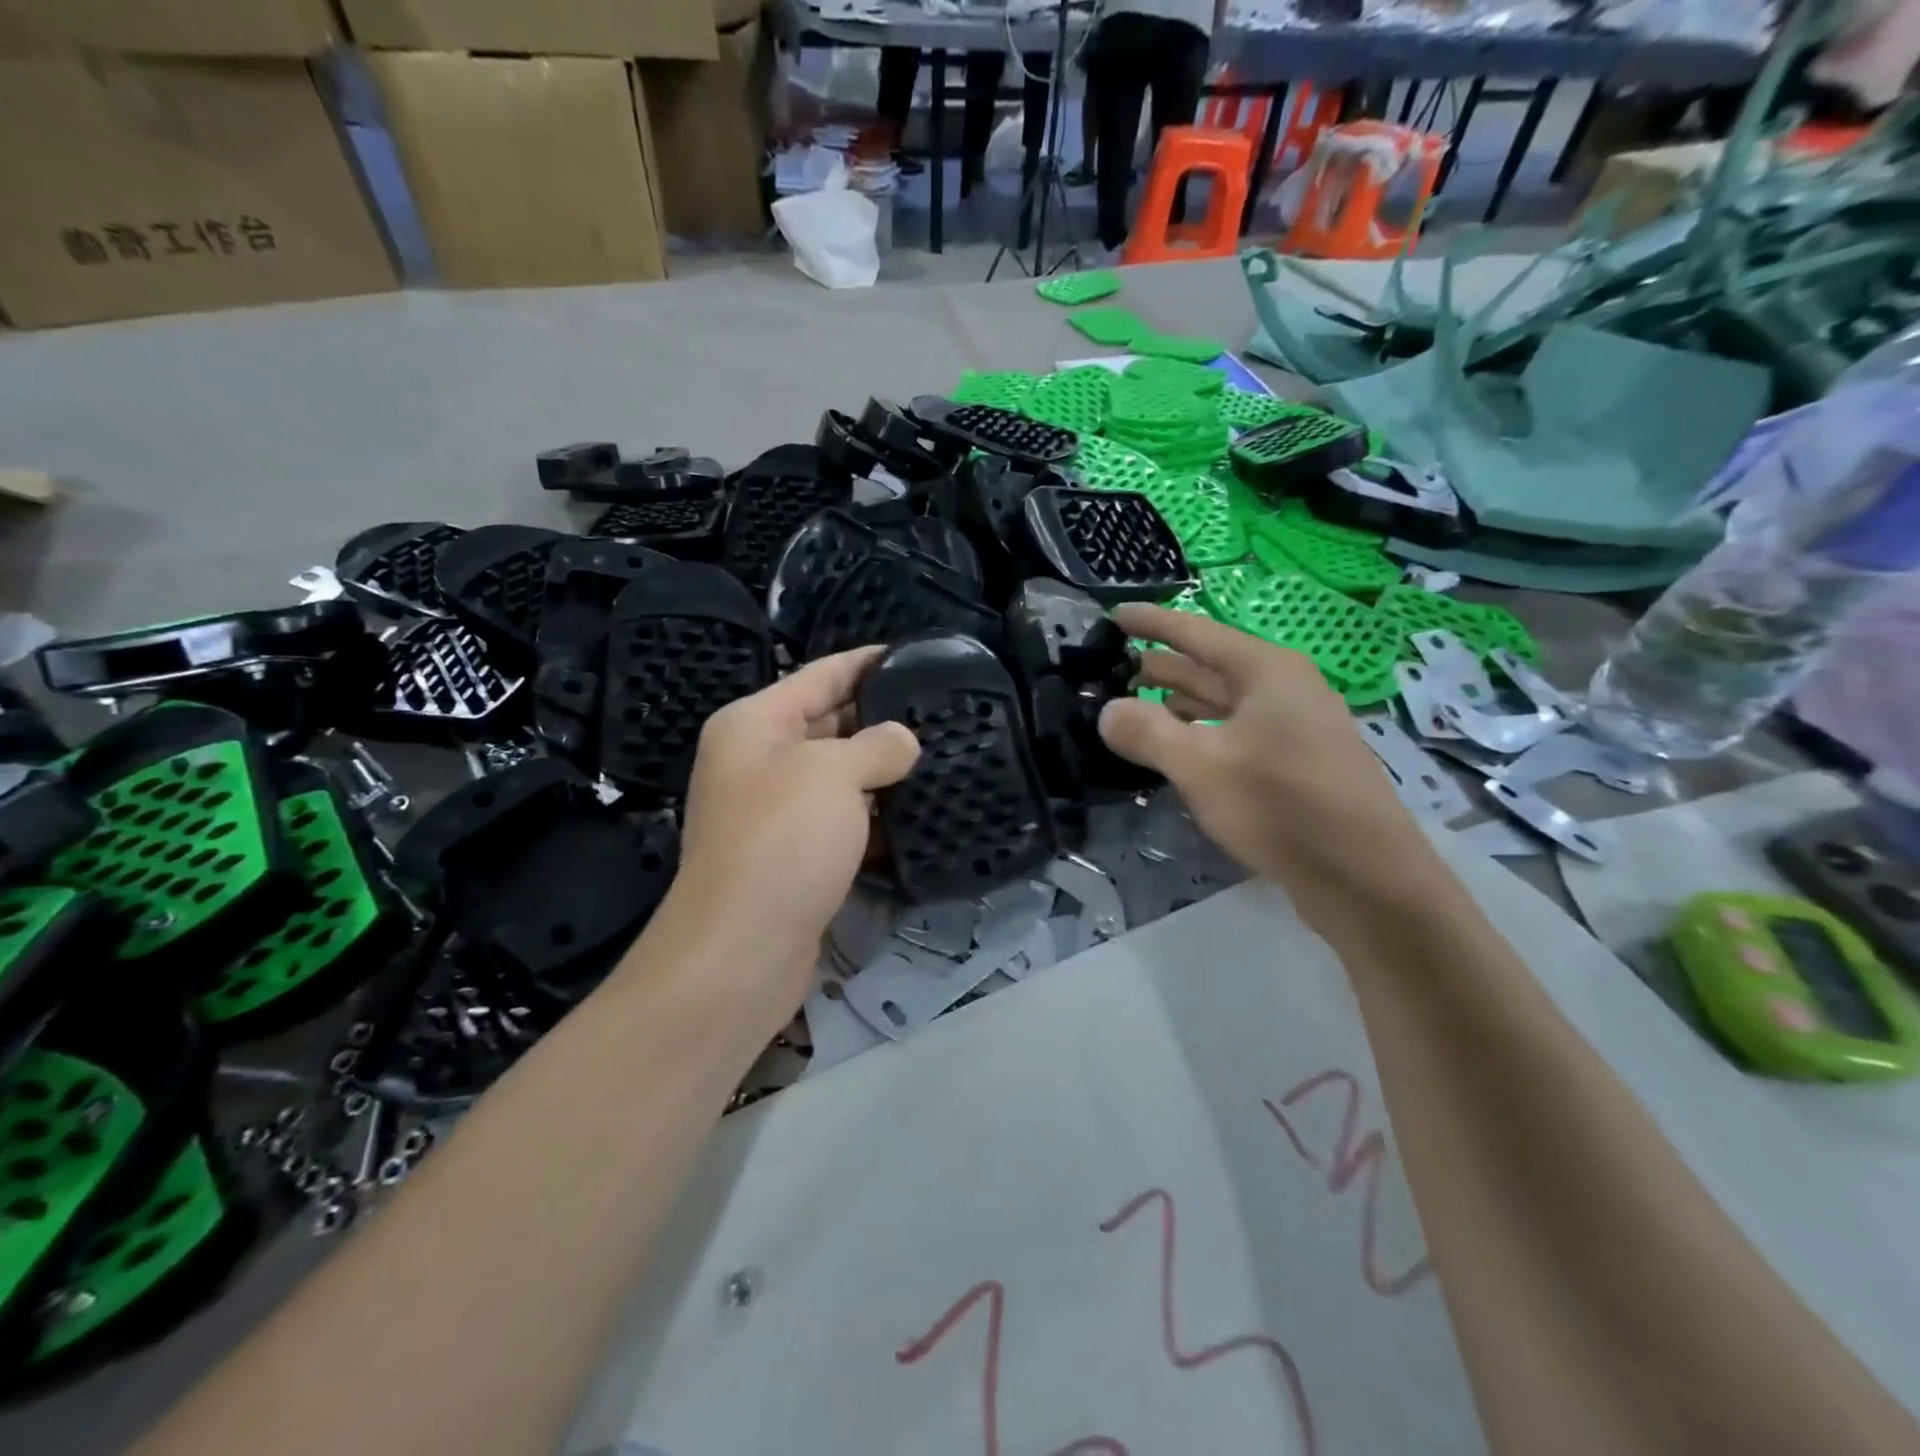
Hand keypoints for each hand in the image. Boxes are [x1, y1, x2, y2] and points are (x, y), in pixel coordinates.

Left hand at [668, 648, 919, 1005]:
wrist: (740, 951)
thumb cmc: (781, 842)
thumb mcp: (832, 775)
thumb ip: (876, 745)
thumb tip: (903, 742)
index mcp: (754, 724)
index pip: (820, 674)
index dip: (867, 662)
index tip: (915, 654)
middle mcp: (759, 761)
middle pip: (829, 723)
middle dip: (882, 718)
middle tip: (942, 710)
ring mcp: (775, 811)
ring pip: (840, 776)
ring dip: (884, 771)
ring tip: (944, 756)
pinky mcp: (794, 855)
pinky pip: (843, 820)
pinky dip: (875, 817)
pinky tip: (920, 814)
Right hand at [1098, 605, 1429, 903]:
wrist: (1365, 877)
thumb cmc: (1282, 806)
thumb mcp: (1201, 766)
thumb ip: (1146, 732)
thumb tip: (1106, 711)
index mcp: (1266, 671)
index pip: (1196, 632)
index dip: (1153, 622)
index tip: (1113, 616)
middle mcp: (1281, 689)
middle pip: (1208, 668)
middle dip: (1158, 667)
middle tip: (1108, 671)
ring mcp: (1291, 728)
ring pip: (1220, 704)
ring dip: (1175, 704)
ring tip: (1129, 709)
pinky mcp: (1292, 765)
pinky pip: (1232, 734)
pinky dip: (1198, 735)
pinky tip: (1172, 751)